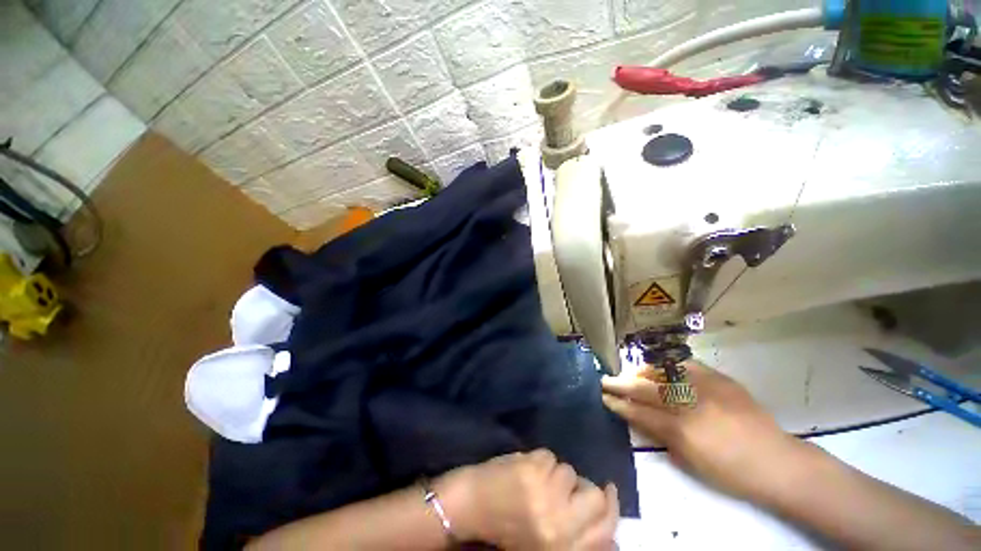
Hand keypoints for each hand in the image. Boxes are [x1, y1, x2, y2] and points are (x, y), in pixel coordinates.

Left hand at [435, 449, 618, 549]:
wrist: (470, 507)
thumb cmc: (507, 530)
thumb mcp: (545, 545)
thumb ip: (579, 541)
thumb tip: (613, 535)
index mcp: (562, 548)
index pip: (606, 530)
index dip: (613, 509)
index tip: (610, 491)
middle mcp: (559, 523)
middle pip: (595, 494)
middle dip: (583, 487)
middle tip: (567, 486)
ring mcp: (545, 492)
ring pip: (569, 470)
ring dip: (555, 474)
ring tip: (535, 482)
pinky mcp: (531, 468)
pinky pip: (549, 456)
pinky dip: (539, 460)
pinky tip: (524, 470)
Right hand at [601, 360, 807, 503]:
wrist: (777, 462)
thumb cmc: (730, 471)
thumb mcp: (689, 461)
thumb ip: (659, 436)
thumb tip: (637, 419)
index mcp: (681, 429)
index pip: (638, 411)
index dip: (619, 403)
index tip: (604, 397)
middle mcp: (689, 402)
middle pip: (645, 388)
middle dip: (621, 383)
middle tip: (605, 380)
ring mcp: (705, 386)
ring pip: (661, 371)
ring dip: (641, 372)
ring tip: (632, 374)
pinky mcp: (719, 378)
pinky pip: (685, 365)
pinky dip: (667, 365)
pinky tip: (660, 368)